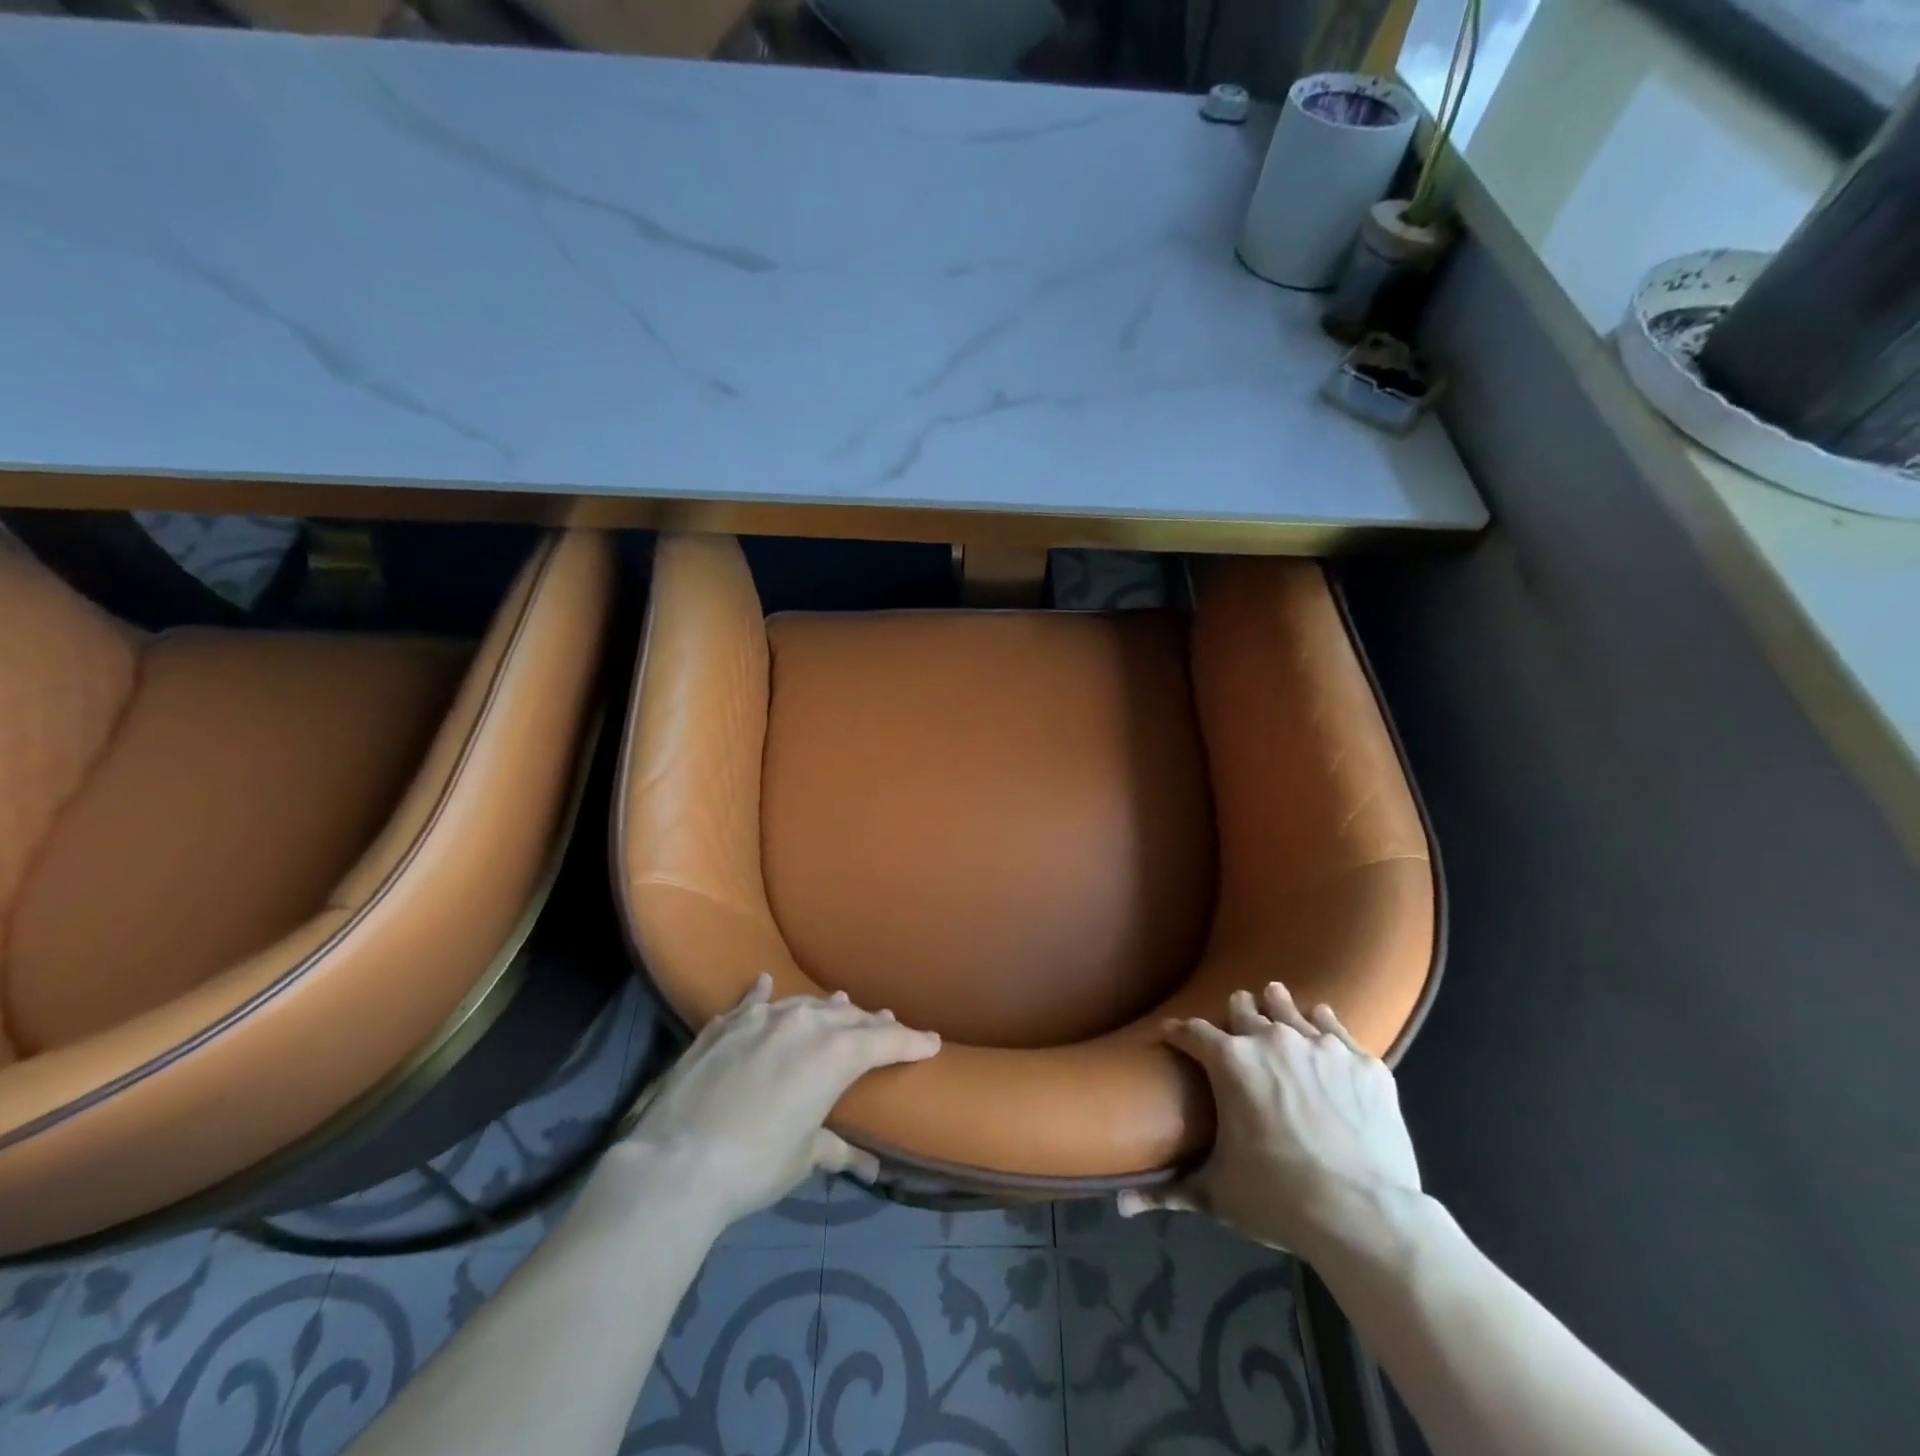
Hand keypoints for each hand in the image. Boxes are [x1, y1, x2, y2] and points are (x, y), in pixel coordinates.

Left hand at [617, 975, 940, 1229]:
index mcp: (836, 1054)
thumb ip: (835, 1149)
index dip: (912, 1042)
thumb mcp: (802, 1157)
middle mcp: (805, 1024)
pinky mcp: (724, 1026)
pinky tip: (766, 982)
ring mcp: (762, 1019)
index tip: (932, 1041)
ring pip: (806, 1005)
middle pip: (849, 1018)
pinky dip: (763, 994)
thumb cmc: (754, 1165)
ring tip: (843, 1002)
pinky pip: (752, 1002)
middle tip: (888, 1025)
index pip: (886, 1042)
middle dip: (872, 1024)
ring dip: (827, 1008)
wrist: (676, 1163)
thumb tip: (869, 1168)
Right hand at [1121, 982, 1422, 1260]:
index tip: (1172, 1035)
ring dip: (1276, 1007)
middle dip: (1234, 1014)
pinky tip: (1321, 1027)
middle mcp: (1272, 1040)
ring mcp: (1321, 1047)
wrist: (1366, 1218)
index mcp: (1230, 1062)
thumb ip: (1169, 1191)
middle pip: (1243, 1008)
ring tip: (1273, 1002)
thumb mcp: (1218, 1195)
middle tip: (1234, 1023)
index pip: (1191, 1031)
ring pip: (1289, 1008)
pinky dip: (1323, 1026)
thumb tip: (1117, 1205)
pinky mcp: (1363, 1063)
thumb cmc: (1280, 1200)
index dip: (1178, 1032)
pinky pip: (1335, 1028)